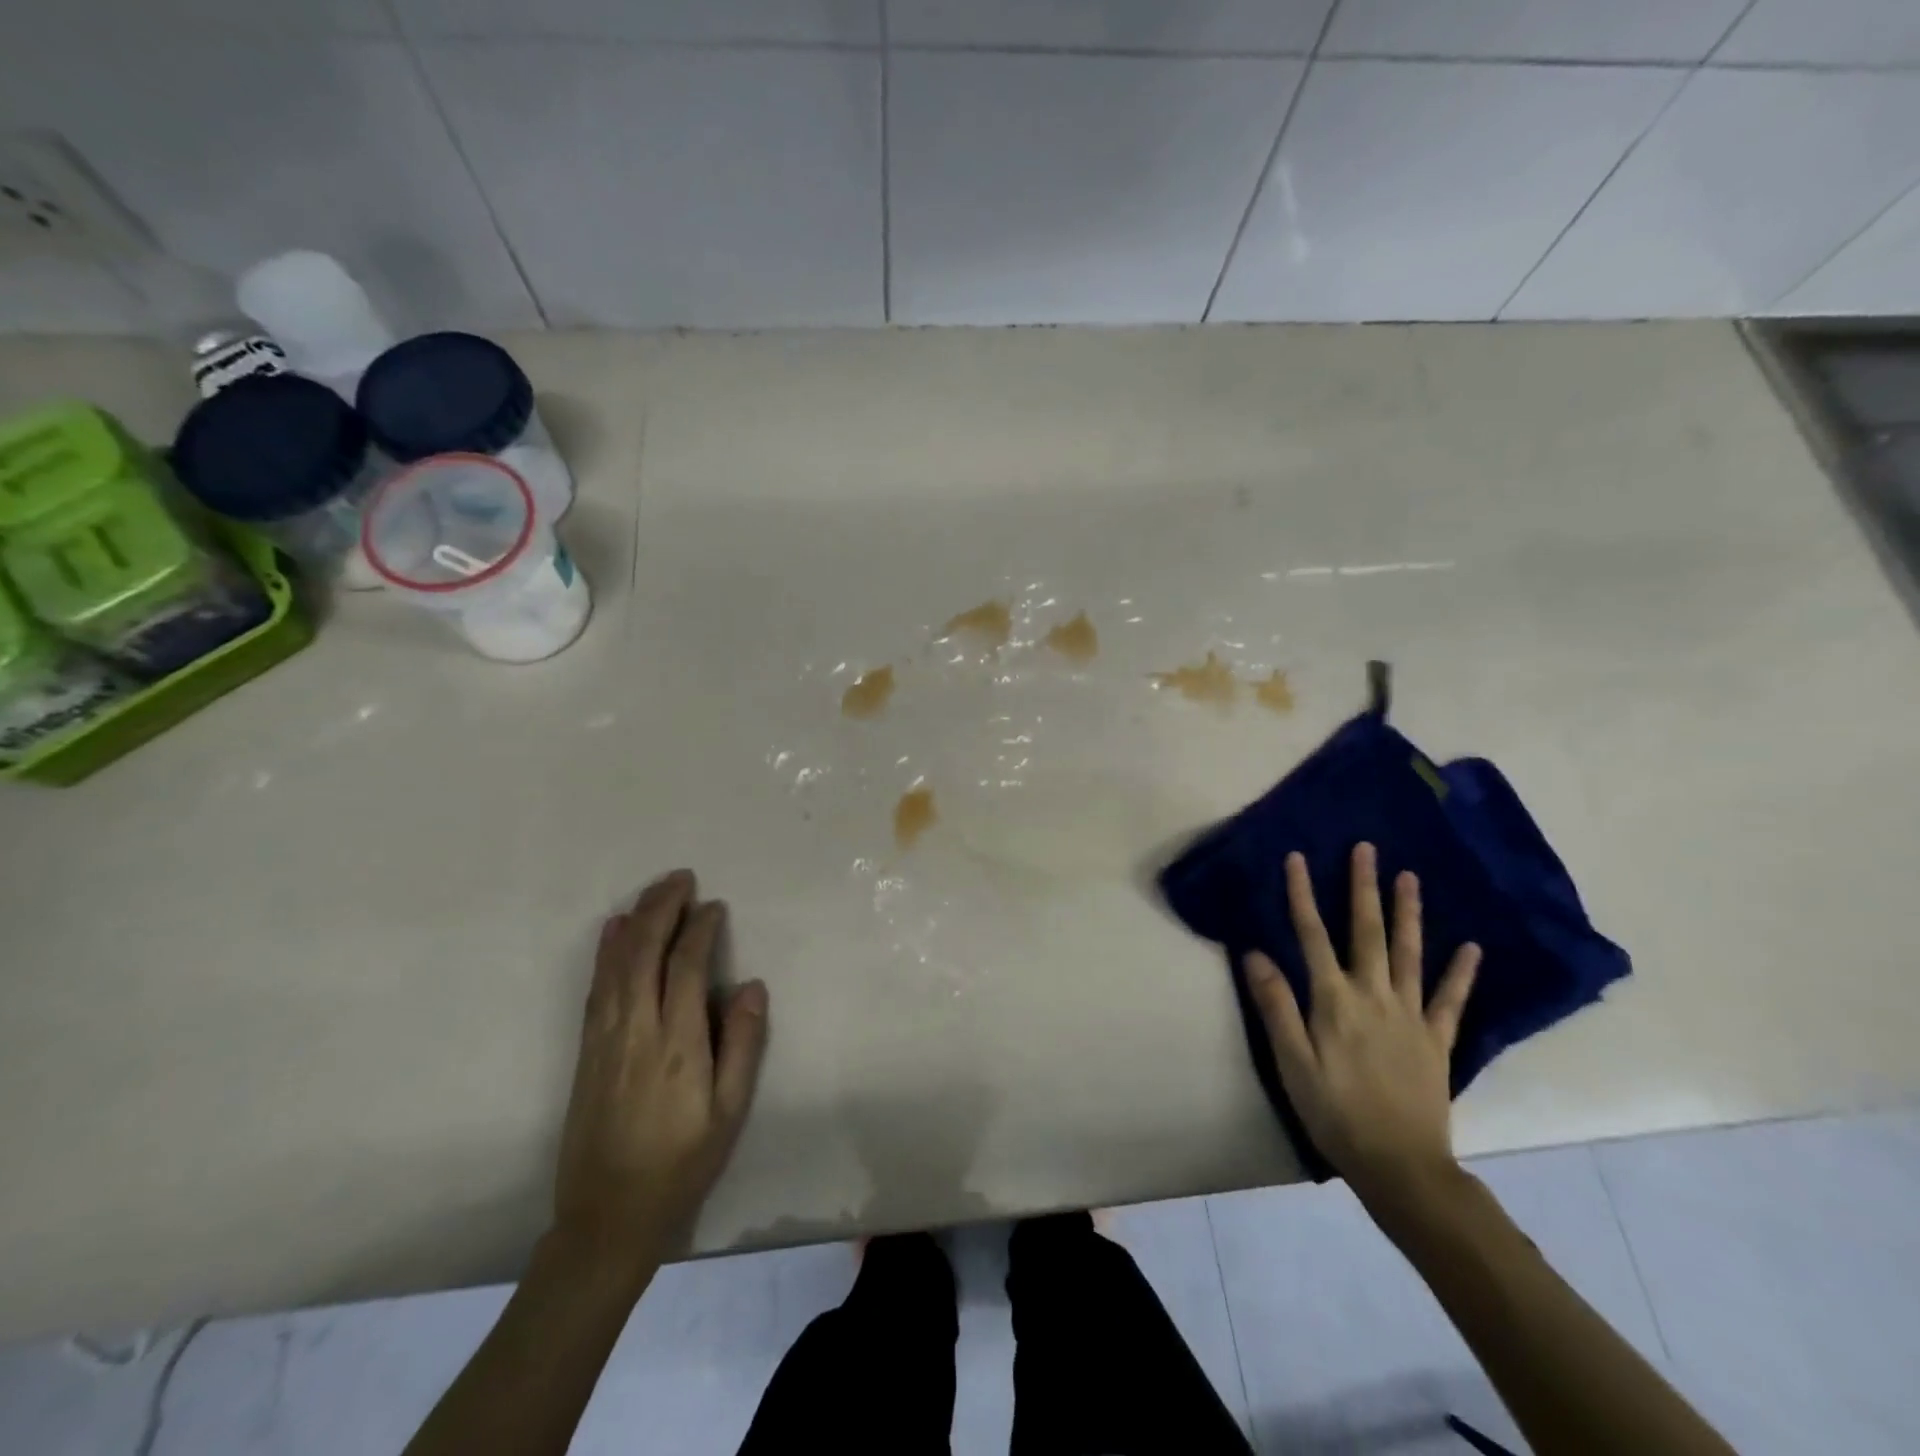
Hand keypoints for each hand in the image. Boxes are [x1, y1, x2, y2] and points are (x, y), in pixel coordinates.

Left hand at [552, 870, 768, 1272]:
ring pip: (616, 964)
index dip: (700, 929)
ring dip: (635, 920)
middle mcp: (636, 1030)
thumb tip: (750, 985)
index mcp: (677, 1044)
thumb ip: (743, 1044)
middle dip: (663, 909)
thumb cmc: (682, 1162)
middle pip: (644, 953)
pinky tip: (613, 930)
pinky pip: (596, 987)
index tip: (714, 907)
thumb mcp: (730, 1111)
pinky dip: (606, 951)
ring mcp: (604, 1038)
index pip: (686, 967)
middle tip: (681, 877)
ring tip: (654, 890)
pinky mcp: (587, 1050)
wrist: (608, 1216)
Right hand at [1245, 843, 1479, 1204]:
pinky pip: (1450, 1000)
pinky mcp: (1437, 1040)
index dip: (1302, 895)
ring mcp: (1410, 1016)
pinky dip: (1461, 972)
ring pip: (1409, 954)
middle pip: (1366, 932)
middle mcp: (1373, 996)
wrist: (1401, 1166)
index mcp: (1333, 1000)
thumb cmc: (1334, 1113)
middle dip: (1363, 888)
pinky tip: (1472, 948)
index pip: (1312, 935)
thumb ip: (1276, 1005)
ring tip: (1410, 878)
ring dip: (1408, 913)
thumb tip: (1255, 953)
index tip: (1297, 858)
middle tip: (1366, 849)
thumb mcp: (1291, 1062)